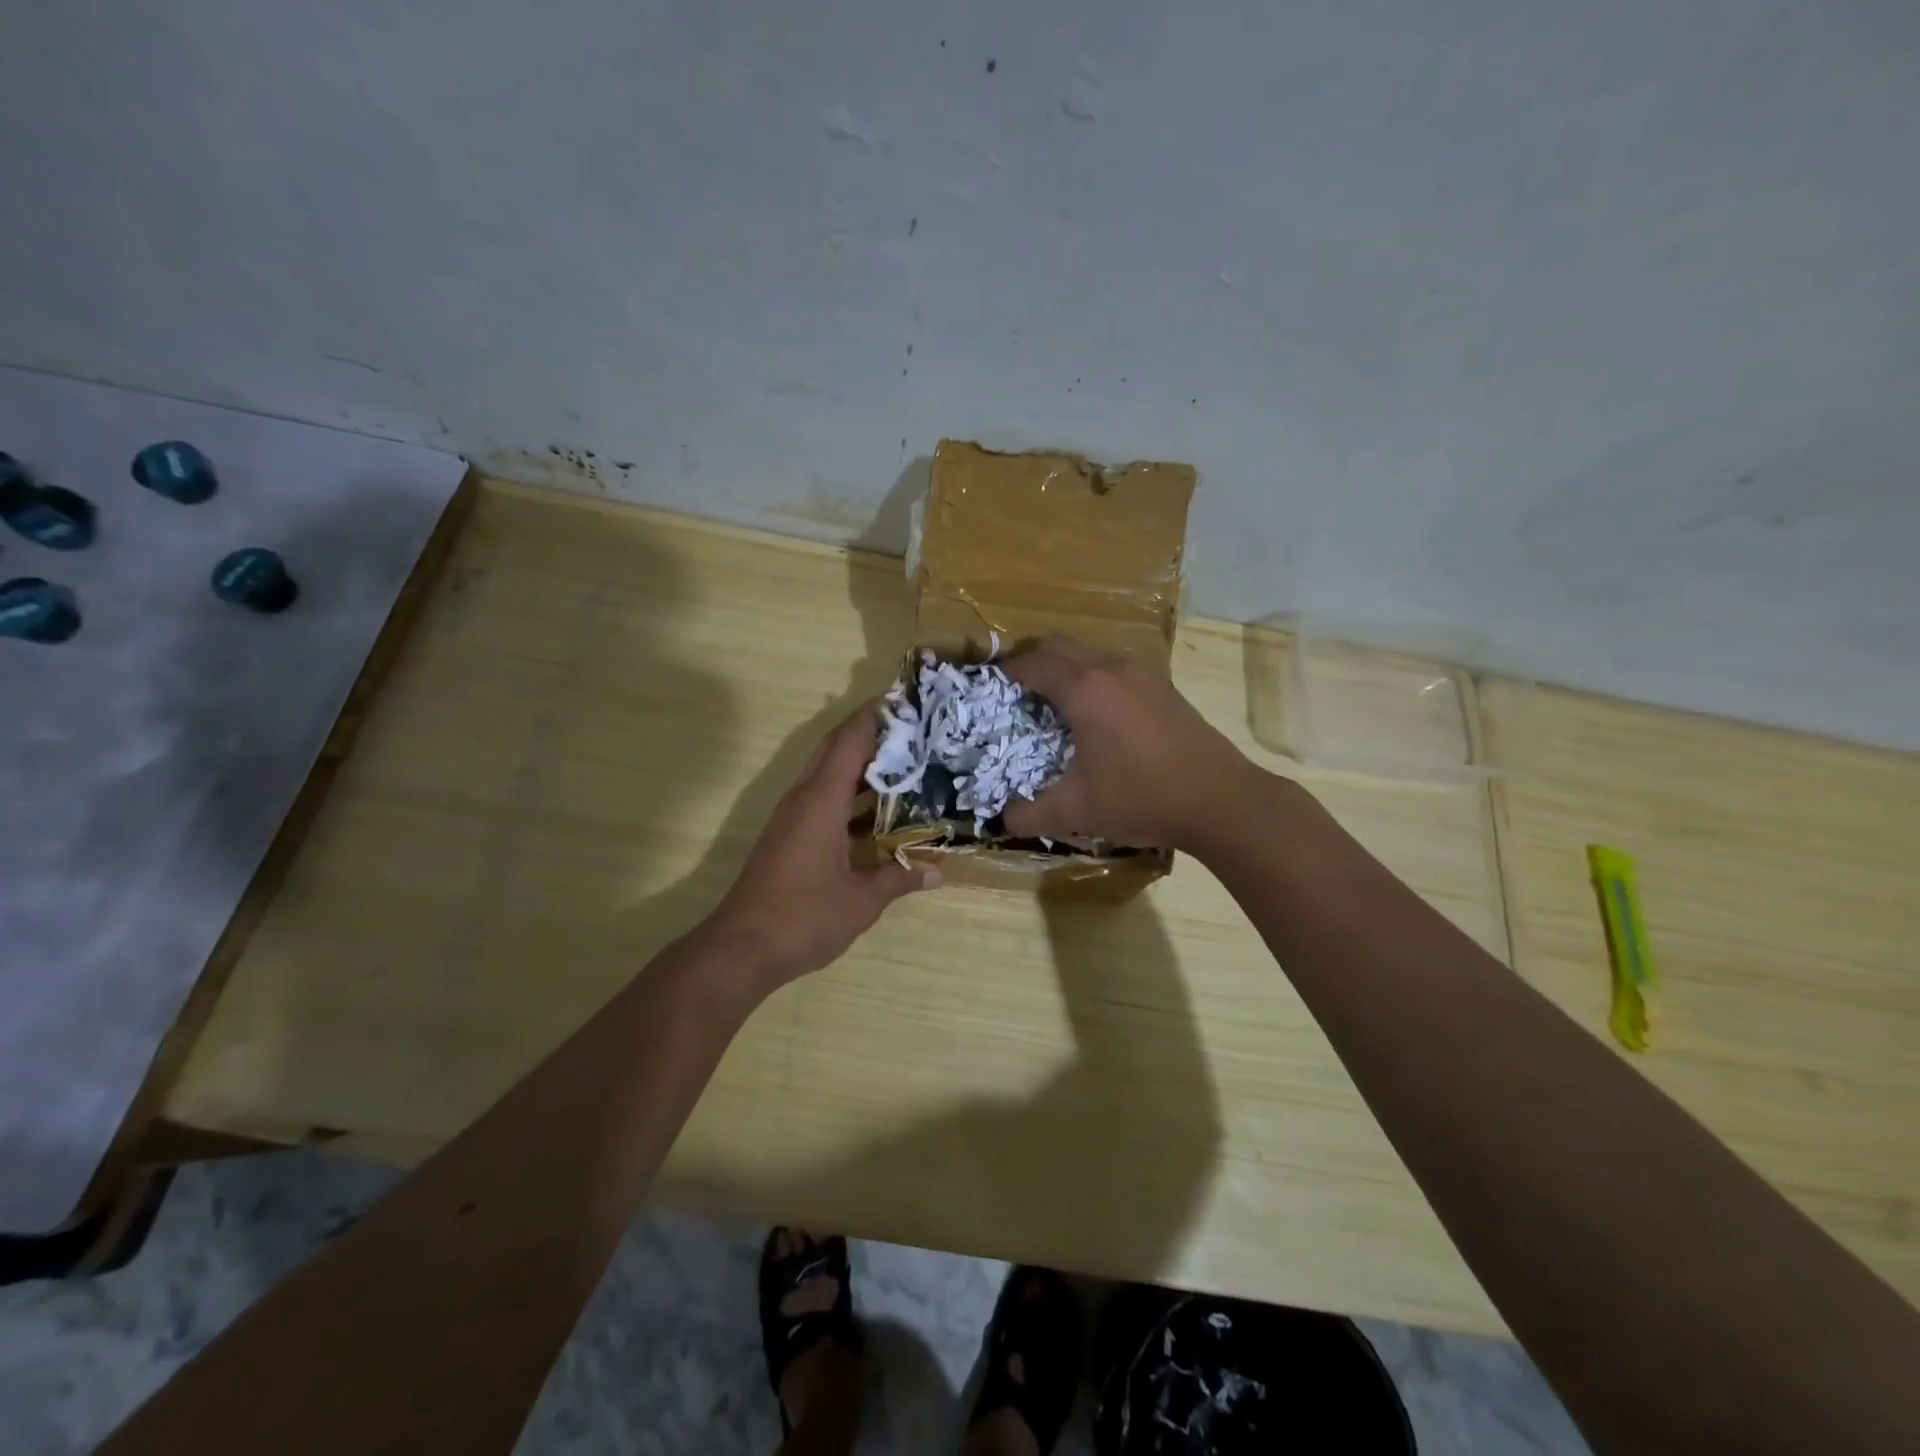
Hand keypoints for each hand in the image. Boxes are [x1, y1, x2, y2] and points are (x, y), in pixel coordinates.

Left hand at [704, 703, 938, 994]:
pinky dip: (849, 792)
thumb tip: (937, 872)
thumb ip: (899, 878)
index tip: (902, 698)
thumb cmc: (804, 917)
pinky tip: (877, 810)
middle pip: (835, 748)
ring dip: (859, 762)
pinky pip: (822, 796)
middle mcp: (803, 798)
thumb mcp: (862, 901)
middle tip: (911, 727)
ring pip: (827, 772)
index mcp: (821, 801)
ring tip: (903, 760)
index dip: (873, 715)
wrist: (741, 948)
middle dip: (869, 731)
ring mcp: (792, 816)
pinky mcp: (788, 835)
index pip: (849, 741)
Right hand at [1001, 636, 1255, 850]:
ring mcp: (1142, 674)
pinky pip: (1115, 667)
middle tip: (1016, 691)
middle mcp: (1111, 669)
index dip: (1007, 671)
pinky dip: (1093, 677)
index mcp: (1084, 689)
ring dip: (1065, 667)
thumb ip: (1030, 814)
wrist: (1221, 800)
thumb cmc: (1141, 798)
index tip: (991, 687)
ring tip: (1053, 703)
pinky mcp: (1163, 687)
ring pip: (1090, 653)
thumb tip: (1002, 819)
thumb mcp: (1077, 811)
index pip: (1033, 663)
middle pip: (1059, 645)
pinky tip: (1097, 715)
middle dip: (1032, 660)